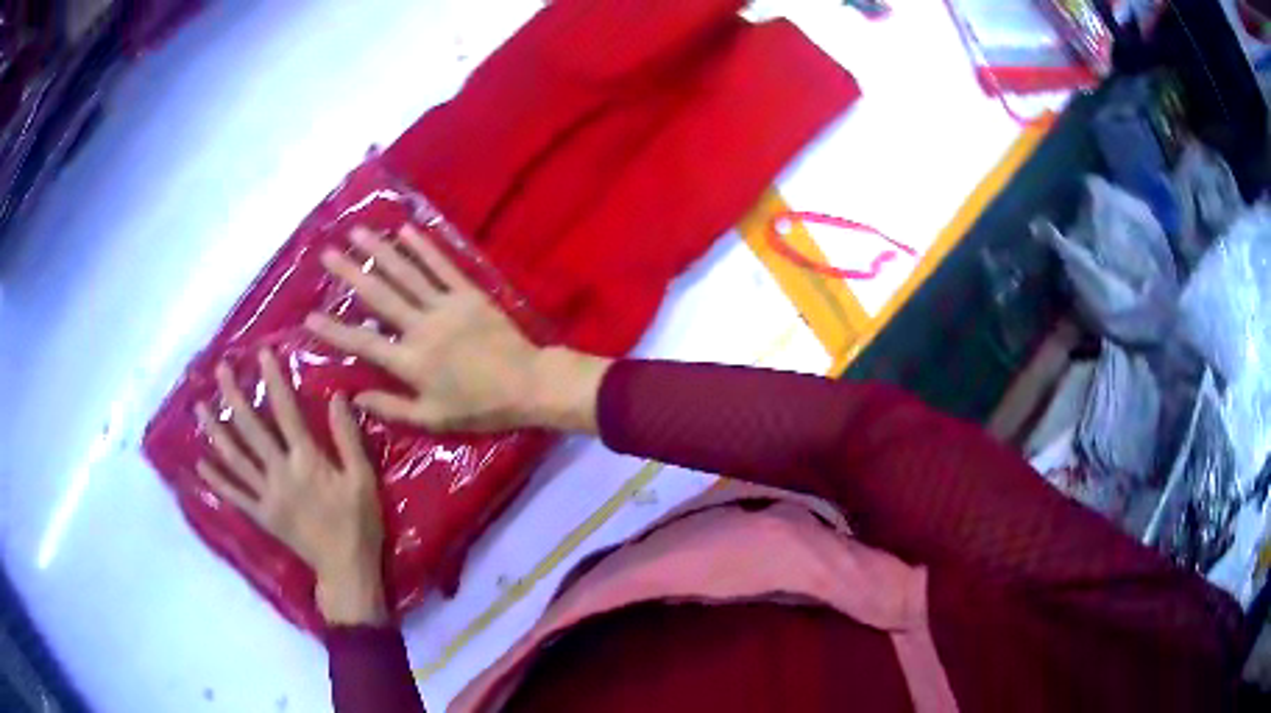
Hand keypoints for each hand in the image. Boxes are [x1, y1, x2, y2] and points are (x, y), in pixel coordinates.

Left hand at [195, 350, 386, 625]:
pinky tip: (200, 464)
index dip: (274, 381)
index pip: (286, 412)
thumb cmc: (359, 524)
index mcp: (307, 461)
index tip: (262, 353)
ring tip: (200, 407)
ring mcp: (266, 495)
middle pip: (251, 429)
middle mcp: (280, 473)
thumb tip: (338, 397)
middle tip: (220, 370)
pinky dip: (216, 480)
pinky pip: (234, 495)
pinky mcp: (261, 516)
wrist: (345, 570)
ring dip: (216, 431)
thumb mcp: (363, 479)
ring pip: (235, 459)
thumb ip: (348, 438)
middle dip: (234, 396)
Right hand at [305, 225, 605, 432]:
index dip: (334, 330)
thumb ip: (392, 407)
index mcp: (411, 362)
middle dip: (351, 273)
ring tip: (358, 232)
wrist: (528, 384)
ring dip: (380, 252)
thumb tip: (355, 396)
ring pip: (407, 274)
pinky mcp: (469, 293)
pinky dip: (424, 247)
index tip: (309, 316)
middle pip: (379, 296)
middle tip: (327, 253)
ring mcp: (446, 306)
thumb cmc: (480, 407)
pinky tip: (405, 230)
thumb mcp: (433, 418)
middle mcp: (422, 327)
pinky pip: (442, 266)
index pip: (363, 342)